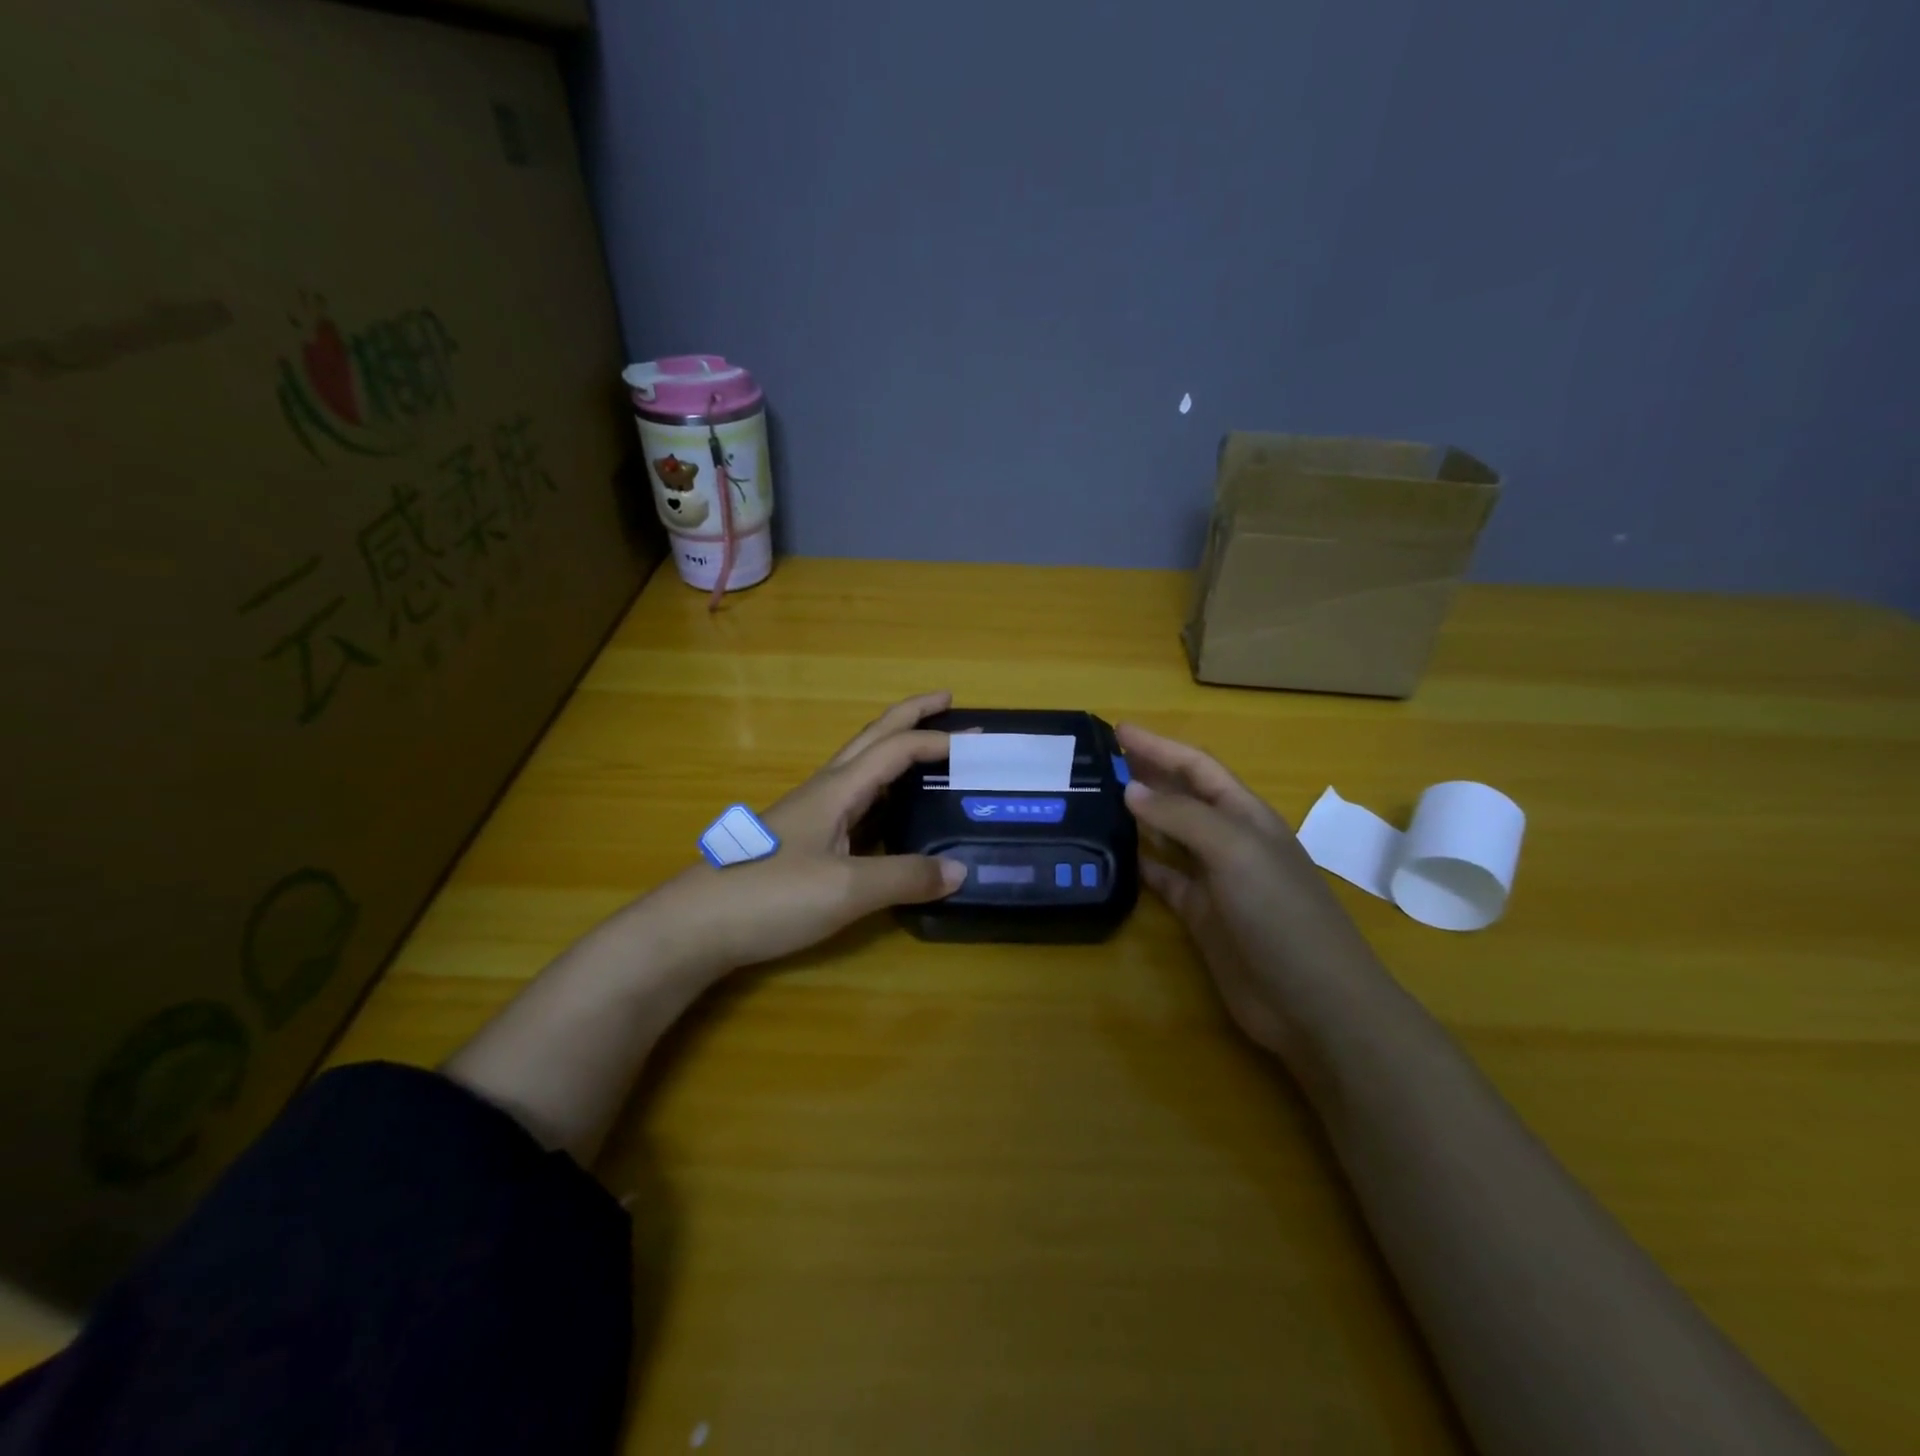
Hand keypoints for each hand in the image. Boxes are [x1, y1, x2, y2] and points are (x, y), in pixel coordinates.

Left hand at [638, 692, 966, 978]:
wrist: (695, 926)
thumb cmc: (770, 896)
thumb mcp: (847, 889)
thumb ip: (905, 876)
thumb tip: (960, 870)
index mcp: (837, 789)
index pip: (894, 748)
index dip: (934, 739)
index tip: (975, 741)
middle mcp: (824, 791)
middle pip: (873, 738)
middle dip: (911, 715)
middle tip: (948, 699)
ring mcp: (810, 816)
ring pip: (861, 768)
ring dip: (896, 751)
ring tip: (930, 754)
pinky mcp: (803, 842)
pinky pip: (854, 803)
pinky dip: (883, 794)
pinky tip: (892, 816)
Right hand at [1119, 724, 1389, 1064]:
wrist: (1313, 1002)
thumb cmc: (1281, 914)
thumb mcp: (1235, 852)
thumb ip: (1182, 818)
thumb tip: (1131, 790)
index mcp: (1245, 815)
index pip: (1196, 767)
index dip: (1159, 746)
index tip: (1116, 729)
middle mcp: (1229, 840)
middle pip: (1181, 796)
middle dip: (1146, 773)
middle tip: (1097, 760)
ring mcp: (1215, 879)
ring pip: (1169, 836)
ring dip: (1138, 816)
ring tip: (1095, 799)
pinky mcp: (1201, 916)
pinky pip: (1163, 879)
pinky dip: (1140, 864)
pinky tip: (1113, 855)